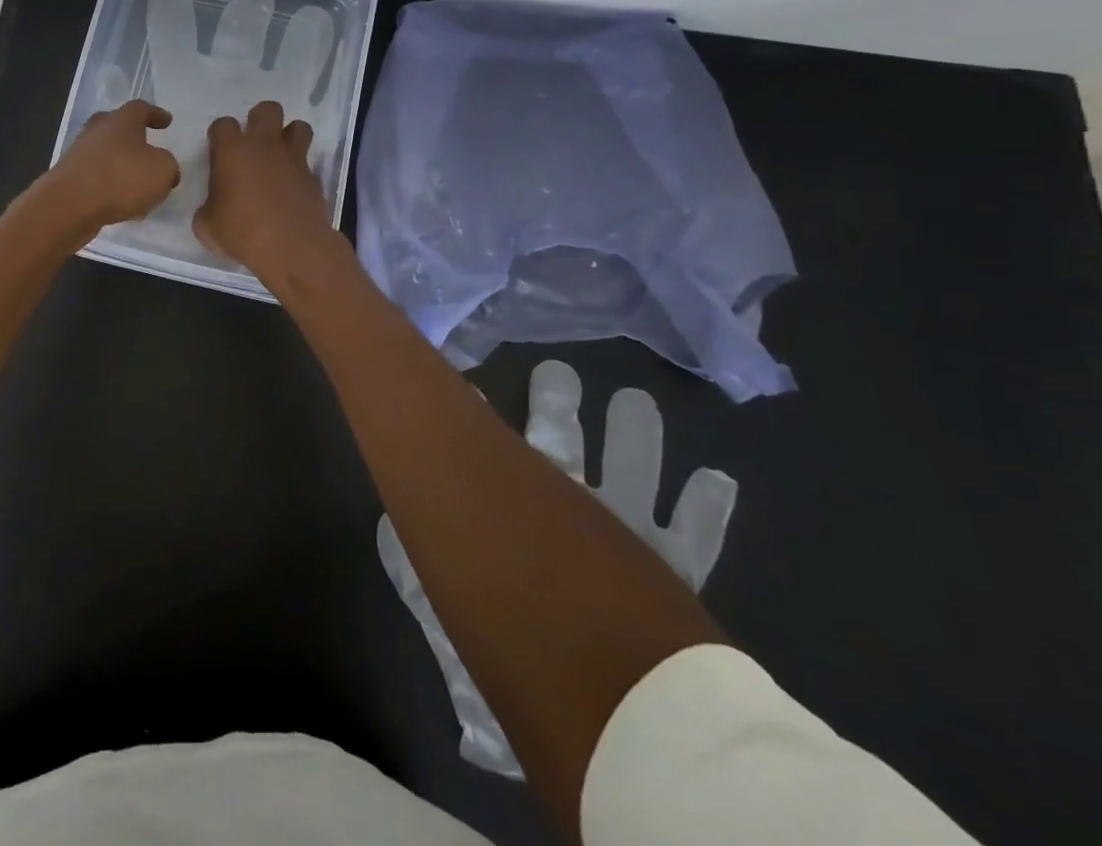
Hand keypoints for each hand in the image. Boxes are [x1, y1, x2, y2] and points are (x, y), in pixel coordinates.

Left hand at [36, 100, 180, 240]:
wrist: (68, 205)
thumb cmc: (121, 178)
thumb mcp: (162, 170)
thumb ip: (168, 165)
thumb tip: (163, 167)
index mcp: (121, 120)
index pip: (141, 108)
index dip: (156, 114)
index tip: (167, 122)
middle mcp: (97, 131)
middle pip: (117, 127)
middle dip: (134, 138)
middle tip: (148, 148)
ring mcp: (79, 154)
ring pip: (107, 154)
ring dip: (123, 166)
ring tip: (141, 186)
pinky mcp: (69, 178)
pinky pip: (97, 178)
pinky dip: (111, 187)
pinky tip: (124, 206)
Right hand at [193, 100, 336, 276]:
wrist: (291, 247)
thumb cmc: (241, 232)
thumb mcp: (207, 226)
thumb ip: (207, 208)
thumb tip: (212, 208)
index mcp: (232, 150)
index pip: (223, 124)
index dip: (220, 135)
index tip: (219, 151)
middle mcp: (264, 146)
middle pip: (268, 109)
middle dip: (260, 120)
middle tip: (253, 143)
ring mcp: (293, 159)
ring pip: (299, 127)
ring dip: (289, 136)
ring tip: (280, 157)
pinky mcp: (313, 178)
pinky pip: (308, 164)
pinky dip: (300, 172)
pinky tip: (292, 190)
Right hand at [379, 358, 739, 780]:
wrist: (624, 729)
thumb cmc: (527, 663)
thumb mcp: (455, 621)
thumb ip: (414, 576)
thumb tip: (385, 530)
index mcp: (519, 515)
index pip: (499, 453)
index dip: (482, 418)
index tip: (472, 389)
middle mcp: (570, 509)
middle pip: (559, 443)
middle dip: (555, 407)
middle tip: (552, 371)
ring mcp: (630, 533)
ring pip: (627, 470)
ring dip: (631, 435)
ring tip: (632, 398)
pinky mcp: (678, 565)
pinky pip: (695, 531)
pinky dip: (704, 506)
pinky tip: (716, 479)